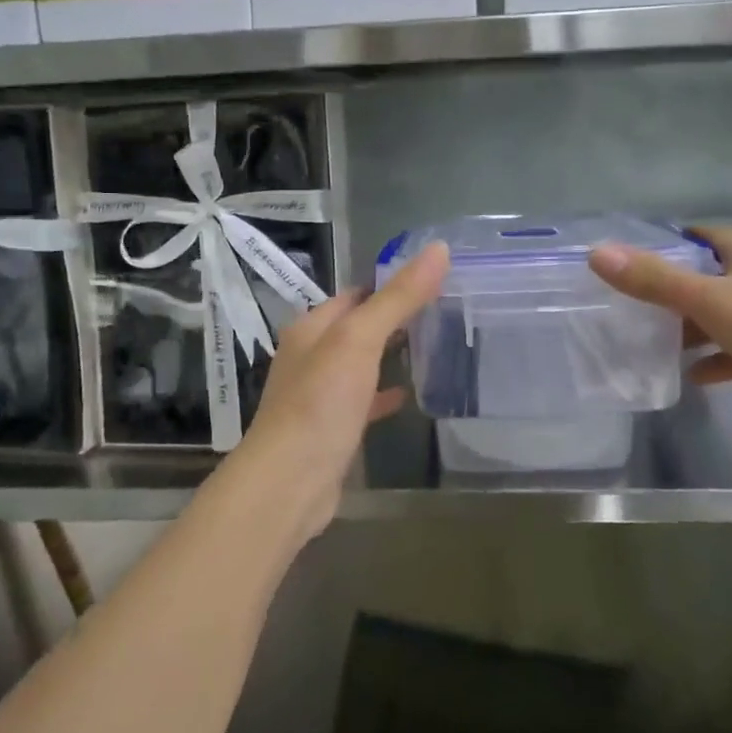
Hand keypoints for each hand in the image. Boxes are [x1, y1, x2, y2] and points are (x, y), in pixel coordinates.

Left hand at [233, 242, 450, 539]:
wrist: (289, 483)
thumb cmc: (320, 403)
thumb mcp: (360, 341)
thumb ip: (398, 297)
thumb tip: (438, 249)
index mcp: (312, 328)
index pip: (356, 294)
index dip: (391, 284)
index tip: (434, 280)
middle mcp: (311, 356)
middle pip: (358, 327)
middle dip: (394, 319)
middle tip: (443, 312)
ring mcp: (320, 394)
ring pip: (361, 364)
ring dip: (389, 355)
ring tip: (433, 348)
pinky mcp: (332, 428)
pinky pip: (363, 401)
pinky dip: (384, 395)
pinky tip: (409, 397)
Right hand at [587, 225, 731, 453]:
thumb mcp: (713, 303)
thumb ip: (655, 280)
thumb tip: (598, 253)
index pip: (701, 236)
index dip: (667, 245)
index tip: (630, 264)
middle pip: (711, 275)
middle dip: (673, 290)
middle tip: (634, 307)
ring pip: (727, 313)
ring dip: (694, 327)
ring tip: (655, 343)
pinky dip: (719, 357)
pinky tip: (696, 377)